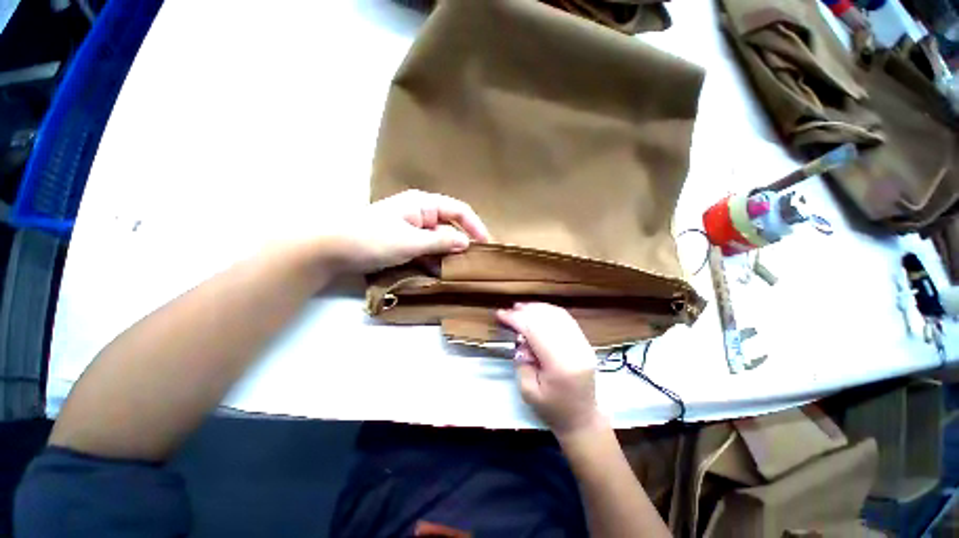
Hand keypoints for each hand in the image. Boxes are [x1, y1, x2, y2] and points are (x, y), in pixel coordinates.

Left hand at [323, 190, 491, 273]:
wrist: (331, 248)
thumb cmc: (372, 238)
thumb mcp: (411, 241)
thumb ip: (441, 242)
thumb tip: (466, 244)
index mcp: (423, 204)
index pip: (459, 211)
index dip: (475, 227)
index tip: (487, 246)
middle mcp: (420, 214)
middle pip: (450, 227)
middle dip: (463, 244)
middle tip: (475, 263)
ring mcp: (412, 229)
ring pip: (439, 241)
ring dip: (448, 255)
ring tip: (461, 271)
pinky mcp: (404, 243)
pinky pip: (426, 250)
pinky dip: (434, 260)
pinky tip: (440, 273)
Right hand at [497, 303, 601, 437]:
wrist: (582, 419)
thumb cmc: (552, 410)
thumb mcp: (528, 391)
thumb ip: (522, 361)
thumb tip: (520, 337)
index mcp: (561, 365)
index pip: (535, 331)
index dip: (516, 319)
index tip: (500, 314)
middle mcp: (576, 350)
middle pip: (547, 320)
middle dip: (526, 311)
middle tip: (509, 310)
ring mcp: (583, 344)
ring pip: (558, 315)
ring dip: (538, 308)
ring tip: (521, 308)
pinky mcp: (585, 342)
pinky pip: (566, 319)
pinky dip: (549, 312)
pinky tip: (537, 312)